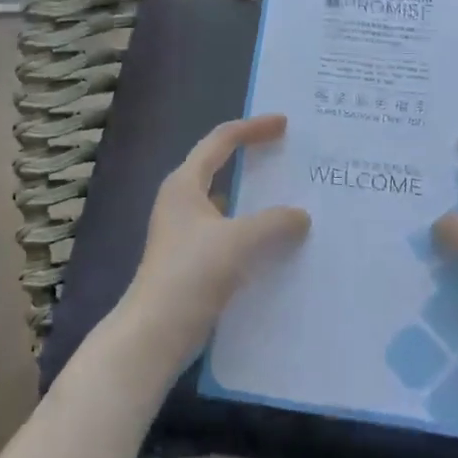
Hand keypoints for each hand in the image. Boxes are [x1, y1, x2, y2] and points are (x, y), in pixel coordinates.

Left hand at [114, 114, 310, 376]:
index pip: (221, 140)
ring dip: (257, 201)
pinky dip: (253, 232)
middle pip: (222, 167)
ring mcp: (186, 232)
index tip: (284, 124)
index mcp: (185, 184)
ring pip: (229, 204)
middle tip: (292, 157)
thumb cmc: (191, 274)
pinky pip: (230, 233)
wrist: (155, 334)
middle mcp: (183, 201)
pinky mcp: (193, 260)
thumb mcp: (238, 241)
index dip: (253, 128)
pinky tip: (279, 244)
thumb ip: (274, 223)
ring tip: (294, 200)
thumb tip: (301, 216)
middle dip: (256, 161)